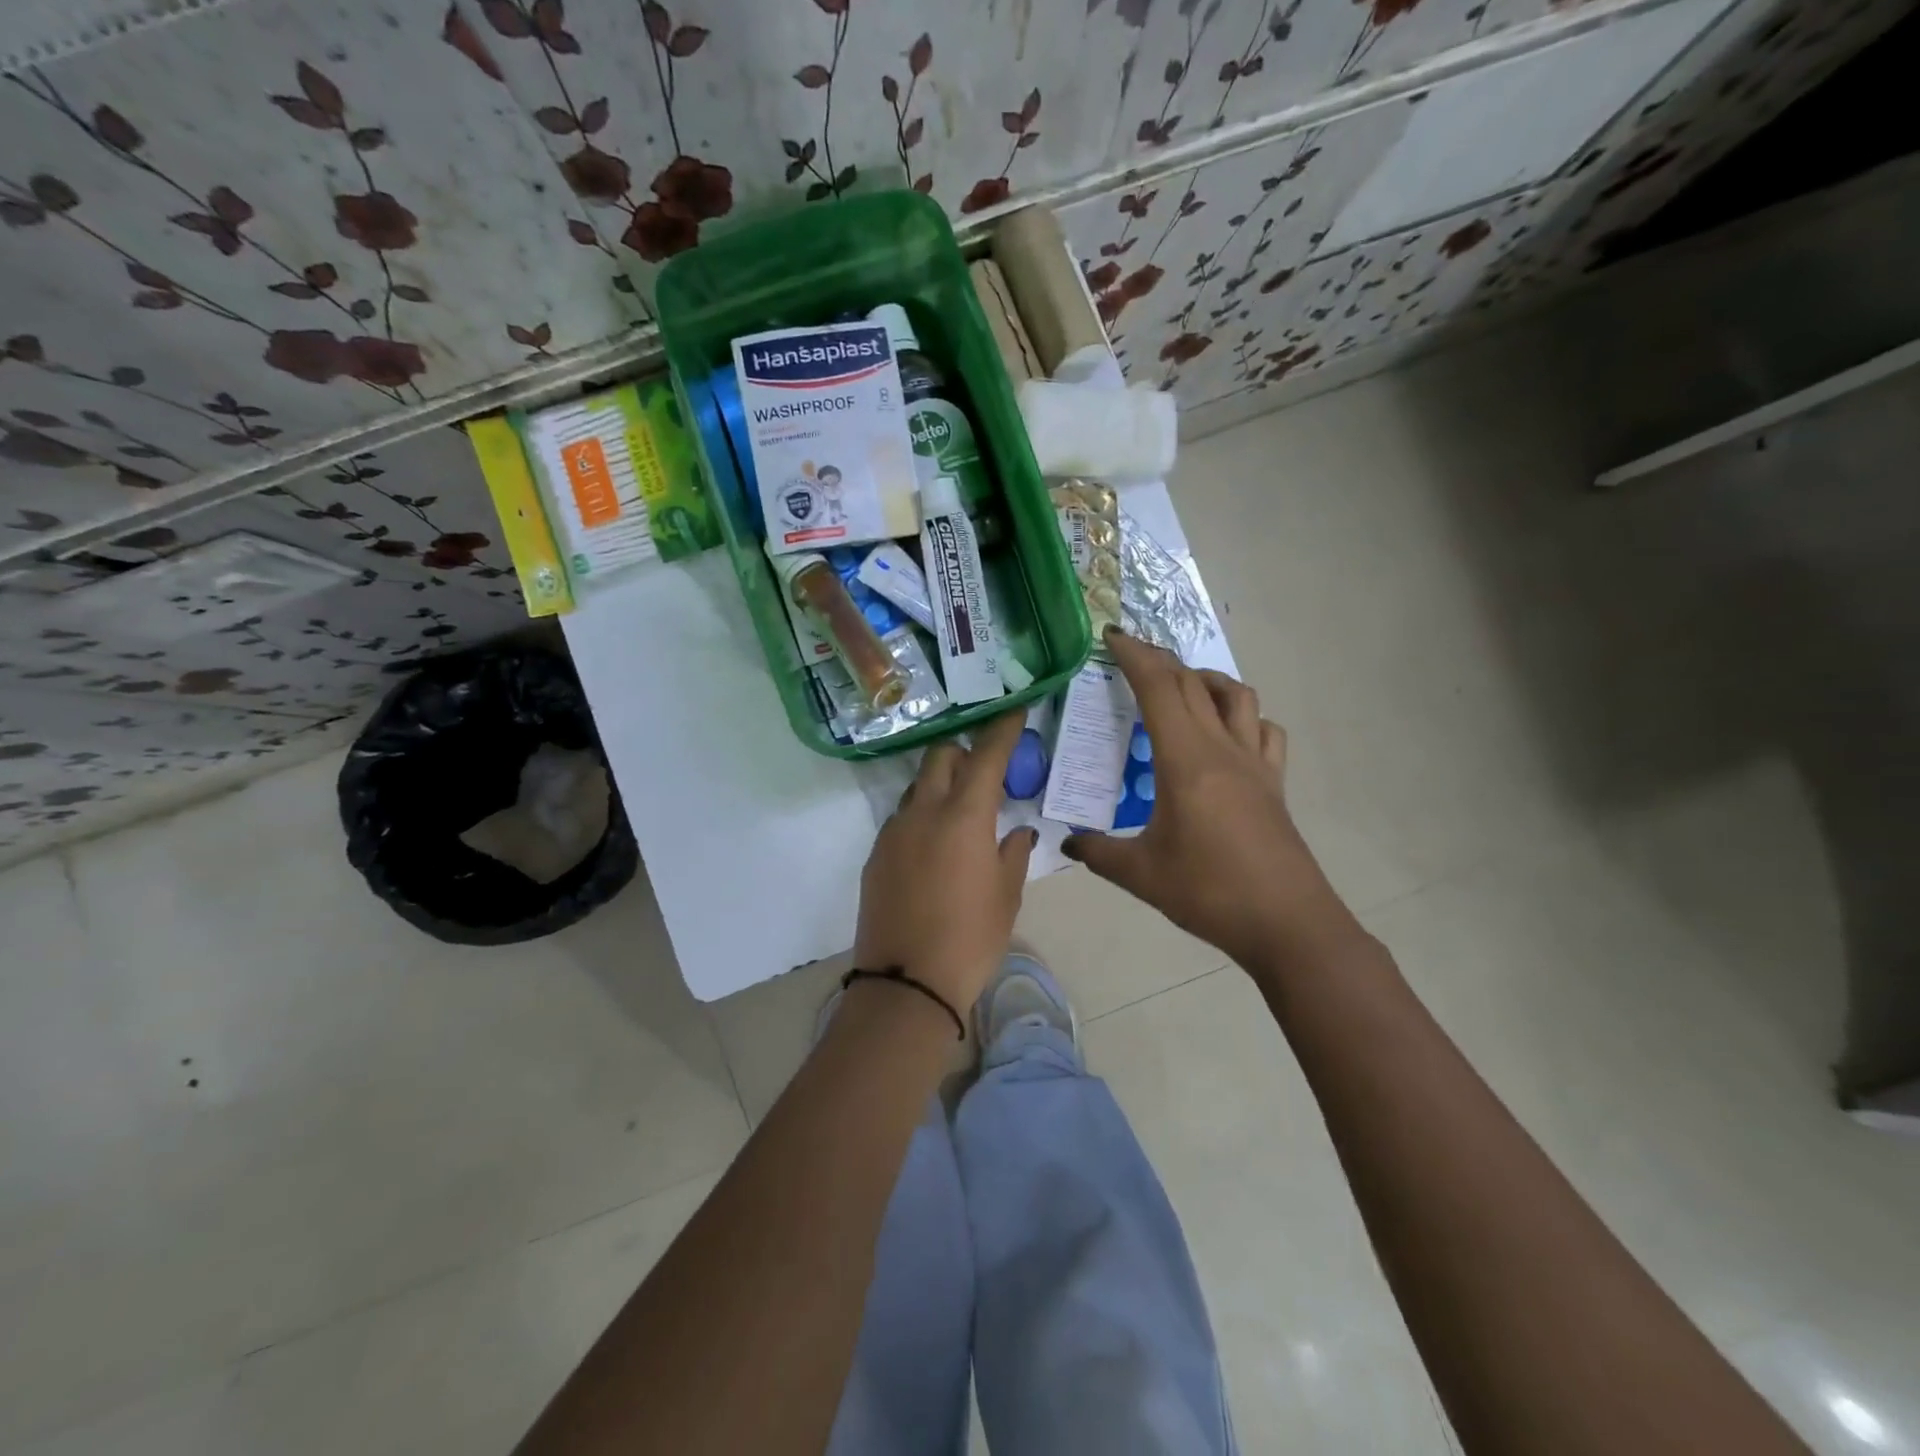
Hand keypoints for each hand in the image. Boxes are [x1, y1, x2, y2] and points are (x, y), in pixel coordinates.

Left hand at [854, 712, 1035, 1012]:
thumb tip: (1017, 831)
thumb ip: (1013, 853)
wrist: (906, 983)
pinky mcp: (876, 854)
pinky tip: (935, 846)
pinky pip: (902, 818)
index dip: (1002, 729)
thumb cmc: (971, 938)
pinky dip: (922, 816)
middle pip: (940, 757)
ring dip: (940, 785)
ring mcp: (894, 831)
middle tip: (985, 771)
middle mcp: (924, 812)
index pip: (986, 756)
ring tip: (960, 813)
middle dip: (963, 752)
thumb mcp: (1006, 896)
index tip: (1014, 710)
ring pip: (918, 786)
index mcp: (964, 816)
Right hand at [1064, 628, 1346, 968]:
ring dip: (1205, 678)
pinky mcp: (1274, 783)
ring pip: (1236, 696)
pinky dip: (1243, 716)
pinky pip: (1264, 730)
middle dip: (1160, 659)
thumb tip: (1067, 842)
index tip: (1111, 637)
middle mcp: (1222, 748)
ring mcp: (1255, 763)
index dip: (1134, 656)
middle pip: (1193, 683)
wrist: (1287, 923)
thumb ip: (1098, 852)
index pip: (1159, 689)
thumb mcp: (1141, 874)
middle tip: (1131, 654)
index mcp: (1185, 760)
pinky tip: (1227, 733)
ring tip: (1180, 686)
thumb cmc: (1209, 892)